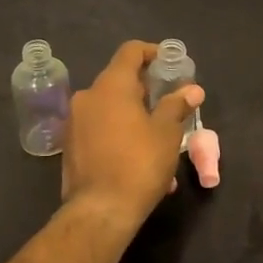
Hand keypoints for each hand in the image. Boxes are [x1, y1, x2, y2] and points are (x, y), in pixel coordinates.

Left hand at [60, 41, 203, 230]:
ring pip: (110, 107)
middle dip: (146, 89)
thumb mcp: (167, 133)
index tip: (170, 63)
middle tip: (169, 103)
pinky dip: (119, 133)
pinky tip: (138, 158)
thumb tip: (192, 89)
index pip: (130, 51)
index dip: (152, 52)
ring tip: (158, 138)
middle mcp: (88, 96)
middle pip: (119, 79)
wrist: (99, 211)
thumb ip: (177, 105)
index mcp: (111, 86)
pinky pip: (99, 128)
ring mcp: (75, 121)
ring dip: (134, 115)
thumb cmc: (139, 164)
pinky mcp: (70, 145)